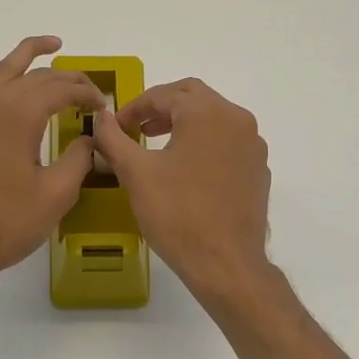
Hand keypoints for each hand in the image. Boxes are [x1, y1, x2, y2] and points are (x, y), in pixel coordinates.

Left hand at [0, 37, 104, 296]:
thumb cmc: (4, 223)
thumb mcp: (56, 194)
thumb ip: (79, 159)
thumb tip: (90, 138)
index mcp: (18, 114)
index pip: (60, 88)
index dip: (86, 93)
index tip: (104, 107)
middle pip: (34, 75)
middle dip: (66, 78)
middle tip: (89, 91)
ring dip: (26, 57)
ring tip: (49, 48)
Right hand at [90, 78, 271, 302]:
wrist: (226, 263)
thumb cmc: (178, 214)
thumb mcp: (136, 174)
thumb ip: (114, 139)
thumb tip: (100, 117)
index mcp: (207, 113)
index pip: (164, 94)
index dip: (134, 108)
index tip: (115, 127)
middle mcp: (236, 119)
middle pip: (194, 97)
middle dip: (161, 107)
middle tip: (136, 128)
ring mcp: (253, 145)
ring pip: (214, 118)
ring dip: (184, 123)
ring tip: (157, 144)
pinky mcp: (258, 169)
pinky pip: (228, 142)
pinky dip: (205, 143)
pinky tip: (188, 169)